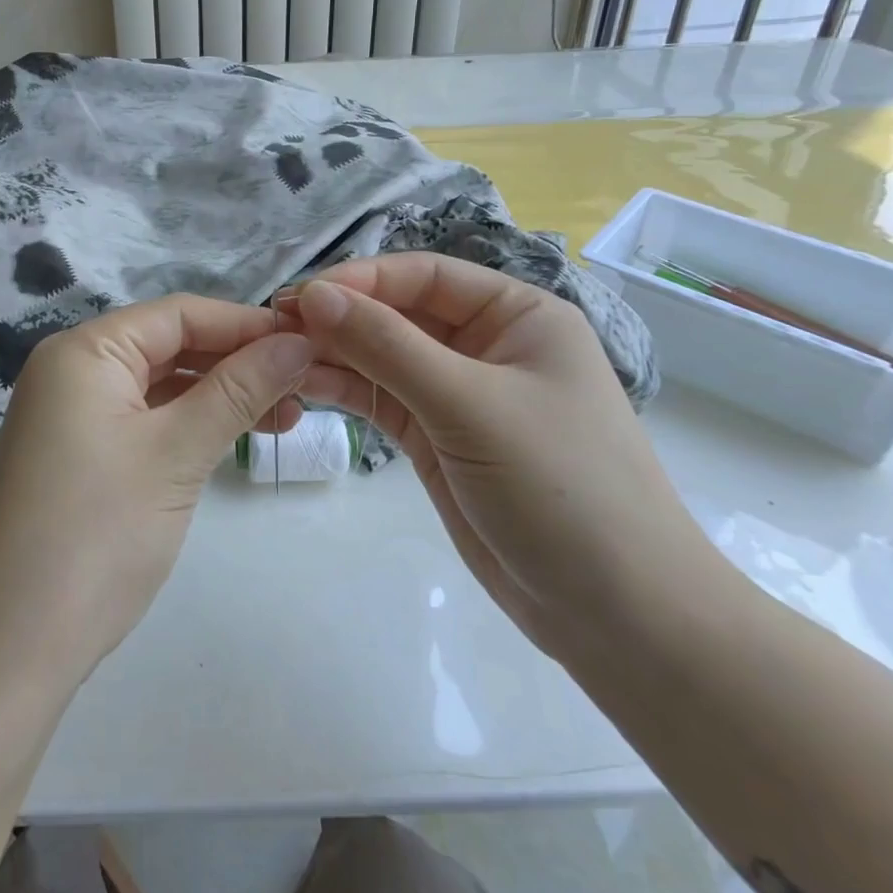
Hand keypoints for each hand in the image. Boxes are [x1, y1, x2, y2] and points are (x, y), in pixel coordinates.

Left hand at [0, 295, 314, 690]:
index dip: (246, 325)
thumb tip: (298, 343)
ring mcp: (70, 415)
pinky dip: (188, 425)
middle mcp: (72, 370)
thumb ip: (238, 390)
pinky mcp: (77, 456)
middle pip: (169, 346)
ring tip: (286, 418)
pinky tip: (232, 437)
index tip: (309, 343)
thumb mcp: (176, 453)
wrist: (10, 648)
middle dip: (237, 362)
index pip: (179, 314)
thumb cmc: (97, 534)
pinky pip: (143, 420)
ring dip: (219, 396)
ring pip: (160, 385)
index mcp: (84, 351)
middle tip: (305, 387)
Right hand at [288, 255, 727, 660]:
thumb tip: (313, 295)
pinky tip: (303, 385)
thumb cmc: (560, 487)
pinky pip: (383, 398)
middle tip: (274, 328)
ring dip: (335, 354)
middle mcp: (486, 344)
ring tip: (278, 358)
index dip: (360, 280)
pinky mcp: (437, 437)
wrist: (617, 616)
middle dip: (341, 318)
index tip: (299, 297)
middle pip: (399, 313)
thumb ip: (387, 346)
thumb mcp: (470, 405)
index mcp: (516, 315)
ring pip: (384, 357)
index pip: (425, 276)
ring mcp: (459, 393)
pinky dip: (346, 390)